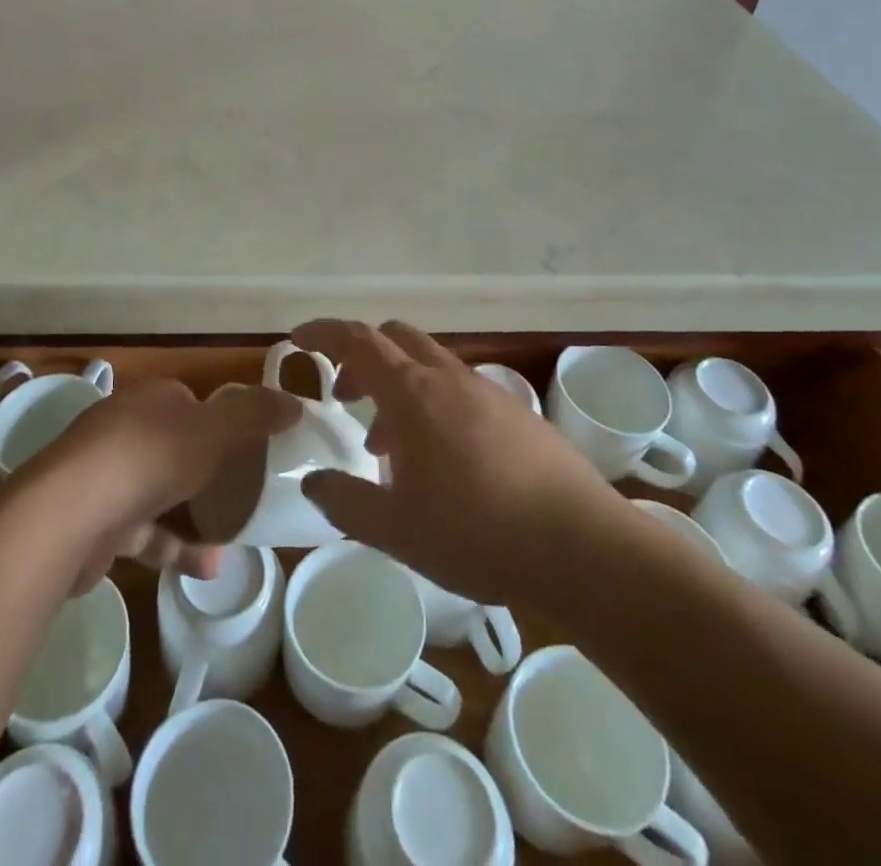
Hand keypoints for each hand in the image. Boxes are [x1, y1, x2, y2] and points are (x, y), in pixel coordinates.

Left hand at [30, 379, 301, 590]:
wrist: (69, 514)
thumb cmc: (149, 458)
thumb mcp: (215, 430)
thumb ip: (256, 415)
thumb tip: (296, 404)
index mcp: (152, 400)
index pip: (193, 403)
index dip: (224, 423)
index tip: (252, 449)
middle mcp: (126, 429)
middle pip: (178, 447)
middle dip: (212, 474)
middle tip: (247, 496)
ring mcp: (107, 475)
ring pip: (162, 492)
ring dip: (198, 516)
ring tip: (235, 539)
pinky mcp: (97, 520)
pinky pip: (145, 531)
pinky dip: (174, 547)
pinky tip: (206, 568)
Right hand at [295, 319, 624, 606]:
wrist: (582, 546)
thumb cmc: (476, 533)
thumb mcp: (395, 530)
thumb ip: (346, 502)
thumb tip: (314, 483)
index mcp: (412, 394)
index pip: (357, 340)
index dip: (323, 333)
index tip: (299, 340)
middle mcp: (449, 379)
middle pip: (396, 339)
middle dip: (363, 357)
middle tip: (347, 396)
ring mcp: (488, 392)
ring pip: (430, 366)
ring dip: (400, 387)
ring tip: (391, 447)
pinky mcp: (518, 414)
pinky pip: (461, 390)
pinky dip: (435, 405)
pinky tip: (444, 462)